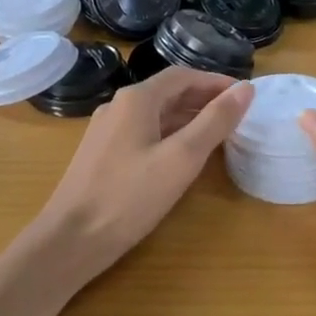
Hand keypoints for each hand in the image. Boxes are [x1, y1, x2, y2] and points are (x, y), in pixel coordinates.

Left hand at [35, 67, 252, 281]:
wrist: (70, 240)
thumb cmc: (129, 197)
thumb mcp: (181, 159)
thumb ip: (214, 122)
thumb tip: (245, 89)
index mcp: (136, 99)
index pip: (183, 76)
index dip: (216, 82)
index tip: (244, 95)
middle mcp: (118, 106)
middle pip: (168, 92)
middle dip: (203, 99)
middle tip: (236, 115)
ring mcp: (107, 130)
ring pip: (155, 113)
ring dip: (187, 117)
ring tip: (218, 134)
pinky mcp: (102, 154)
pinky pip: (142, 132)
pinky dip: (169, 134)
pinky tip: (181, 156)